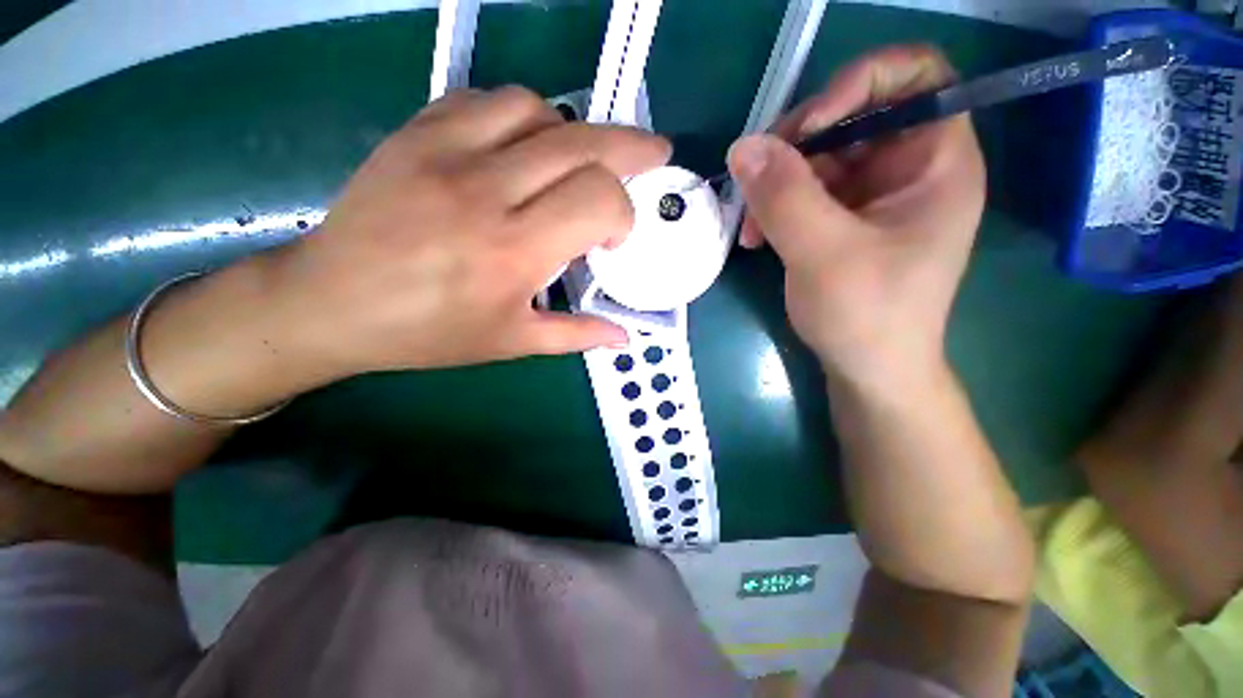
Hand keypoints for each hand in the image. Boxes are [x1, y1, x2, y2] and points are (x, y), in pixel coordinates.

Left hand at [269, 87, 669, 376]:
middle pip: (582, 142)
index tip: (614, 239)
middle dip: (631, 146)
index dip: (623, 212)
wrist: (331, 303)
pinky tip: (524, 147)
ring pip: (538, 109)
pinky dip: (522, 117)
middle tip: (653, 153)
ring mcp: (446, 152)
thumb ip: (576, 334)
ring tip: (576, 163)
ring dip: (572, 133)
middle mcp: (486, 191)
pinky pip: (485, 100)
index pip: (599, 198)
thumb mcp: (511, 342)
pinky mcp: (416, 132)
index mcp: (514, 251)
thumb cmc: (429, 332)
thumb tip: (623, 335)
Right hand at [727, 45, 983, 387]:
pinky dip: (775, 206)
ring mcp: (872, 193)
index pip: (915, 75)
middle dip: (796, 144)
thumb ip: (784, 197)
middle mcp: (907, 167)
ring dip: (776, 183)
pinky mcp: (842, 218)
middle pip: (852, 113)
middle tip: (757, 180)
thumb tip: (742, 146)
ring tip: (750, 226)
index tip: (808, 128)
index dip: (860, 82)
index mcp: (935, 161)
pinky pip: (804, 189)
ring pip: (818, 155)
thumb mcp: (825, 254)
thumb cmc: (868, 317)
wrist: (867, 369)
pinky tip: (756, 236)